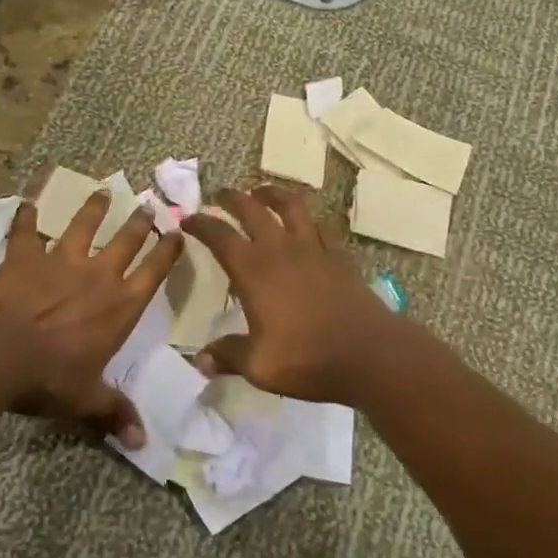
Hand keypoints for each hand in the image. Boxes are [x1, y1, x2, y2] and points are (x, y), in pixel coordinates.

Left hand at [0, 189, 182, 446]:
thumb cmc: (49, 376)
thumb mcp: (86, 399)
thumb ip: (114, 413)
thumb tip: (143, 443)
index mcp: (120, 306)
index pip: (153, 273)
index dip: (167, 252)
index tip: (178, 232)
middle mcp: (97, 275)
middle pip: (125, 241)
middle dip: (139, 223)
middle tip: (148, 204)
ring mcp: (61, 260)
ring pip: (82, 226)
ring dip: (93, 208)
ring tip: (102, 191)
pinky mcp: (25, 256)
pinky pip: (26, 231)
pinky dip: (26, 218)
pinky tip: (26, 204)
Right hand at [181, 185, 418, 403]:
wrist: (369, 354)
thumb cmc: (307, 359)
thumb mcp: (259, 365)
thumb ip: (228, 355)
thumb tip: (200, 359)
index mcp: (254, 270)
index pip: (220, 236)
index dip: (201, 224)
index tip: (188, 220)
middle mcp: (281, 249)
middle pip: (252, 209)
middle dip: (232, 198)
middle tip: (220, 196)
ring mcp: (313, 248)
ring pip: (290, 205)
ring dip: (272, 193)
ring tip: (261, 192)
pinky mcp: (338, 255)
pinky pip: (319, 225)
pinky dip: (306, 217)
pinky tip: (304, 222)